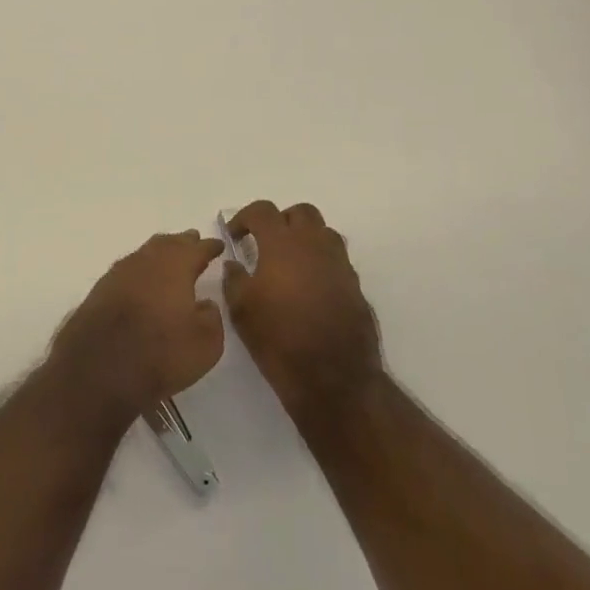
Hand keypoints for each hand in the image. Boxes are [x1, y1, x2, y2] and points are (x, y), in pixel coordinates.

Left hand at [50, 231, 225, 424]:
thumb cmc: (160, 353)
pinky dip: (140, 272)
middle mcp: (145, 261)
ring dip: (159, 254)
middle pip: (167, 244)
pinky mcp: (99, 291)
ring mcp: (118, 273)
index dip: (209, 246)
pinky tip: (142, 283)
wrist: (97, 368)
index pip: (197, 249)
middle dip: (182, 243)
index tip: (218, 245)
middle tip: (193, 242)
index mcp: (175, 266)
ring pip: (144, 254)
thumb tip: (204, 304)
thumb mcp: (205, 344)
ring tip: (169, 260)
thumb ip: (211, 317)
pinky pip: (127, 272)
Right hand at [224, 201, 382, 424]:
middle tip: (265, 244)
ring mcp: (340, 264)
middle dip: (281, 221)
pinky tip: (308, 289)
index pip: (263, 211)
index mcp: (282, 244)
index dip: (245, 217)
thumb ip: (234, 279)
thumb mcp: (241, 310)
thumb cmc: (279, 340)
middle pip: (301, 212)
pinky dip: (320, 262)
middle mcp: (314, 245)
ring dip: (305, 238)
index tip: (236, 235)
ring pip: (323, 233)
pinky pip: (336, 260)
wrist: (334, 378)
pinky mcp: (355, 286)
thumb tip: (235, 264)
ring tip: (289, 264)